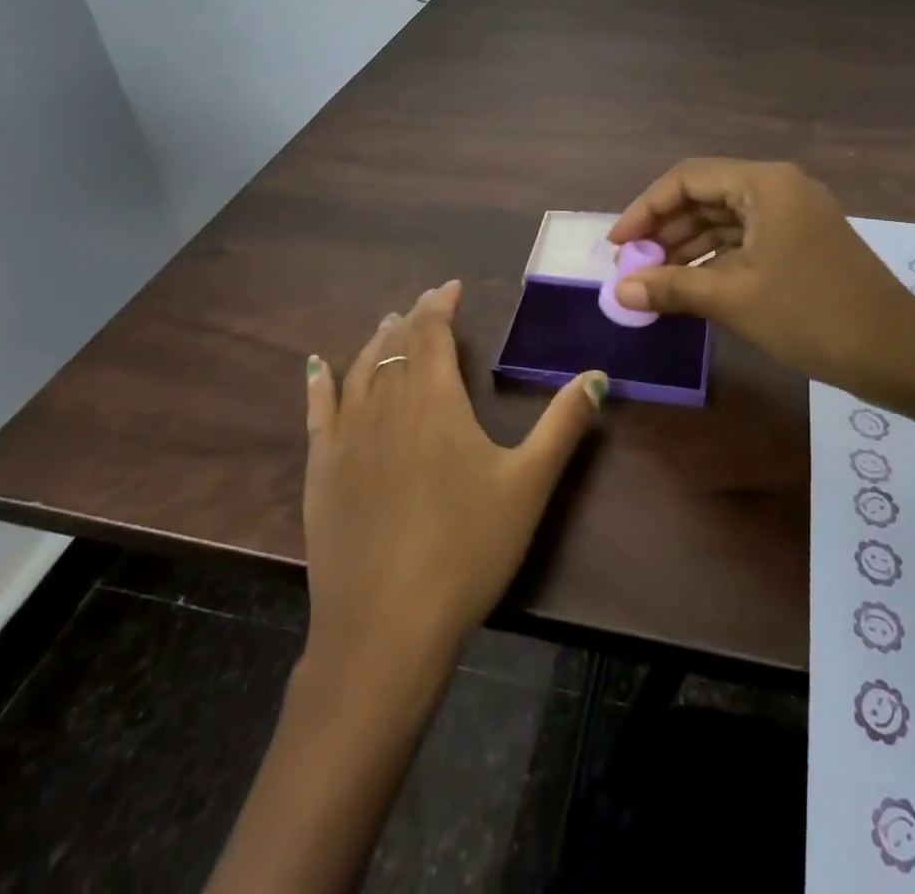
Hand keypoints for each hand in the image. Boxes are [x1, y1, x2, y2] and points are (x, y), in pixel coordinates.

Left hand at [301, 280, 604, 666]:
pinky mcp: (321, 471)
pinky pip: (318, 411)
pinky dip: (319, 382)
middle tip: (426, 303)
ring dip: (375, 341)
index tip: (452, 287)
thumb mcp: (529, 484)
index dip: (441, 306)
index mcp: (435, 400)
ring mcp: (347, 438)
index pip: (433, 334)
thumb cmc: (467, 548)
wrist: (386, 626)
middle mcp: (386, 405)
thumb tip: (598, 375)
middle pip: (396, 346)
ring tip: (388, 323)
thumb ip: (563, 424)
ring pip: (359, 370)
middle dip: (413, 318)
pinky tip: (316, 366)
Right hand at [608, 159, 914, 403]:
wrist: (898, 353)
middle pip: (706, 196)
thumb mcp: (734, 299)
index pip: (688, 178)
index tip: (618, 245)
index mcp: (765, 184)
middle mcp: (779, 188)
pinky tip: (690, 287)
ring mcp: (794, 216)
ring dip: (688, 247)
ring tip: (653, 281)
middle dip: (665, 230)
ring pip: (725, 220)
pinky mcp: (802, 243)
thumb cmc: (812, 315)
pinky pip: (746, 241)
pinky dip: (715, 260)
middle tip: (633, 268)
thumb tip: (618, 291)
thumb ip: (671, 287)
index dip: (646, 208)